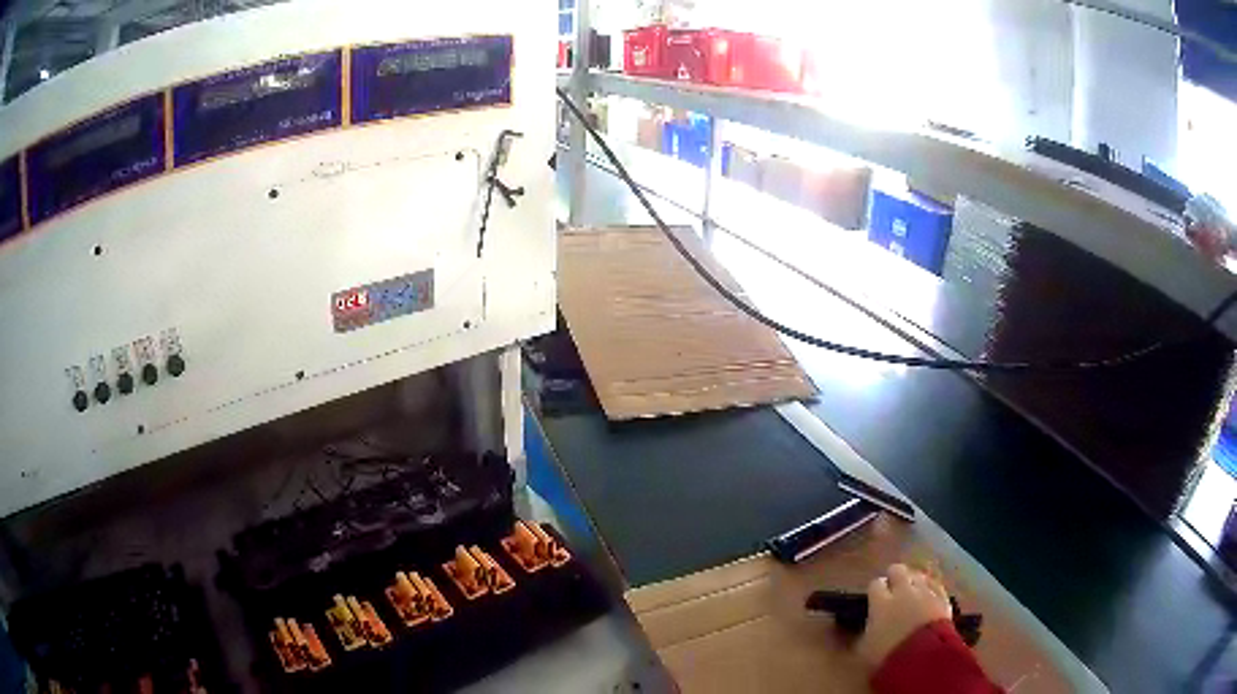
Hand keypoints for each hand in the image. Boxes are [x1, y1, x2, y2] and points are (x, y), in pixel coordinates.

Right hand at [857, 563, 952, 669]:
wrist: (923, 656)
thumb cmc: (888, 655)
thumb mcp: (865, 649)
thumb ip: (865, 632)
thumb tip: (865, 627)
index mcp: (881, 602)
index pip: (875, 584)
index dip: (876, 590)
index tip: (875, 599)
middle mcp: (903, 591)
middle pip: (898, 570)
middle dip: (895, 577)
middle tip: (893, 590)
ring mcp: (925, 592)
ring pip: (919, 576)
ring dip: (915, 583)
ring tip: (912, 594)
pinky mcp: (943, 598)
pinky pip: (936, 586)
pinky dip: (931, 590)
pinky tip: (930, 597)